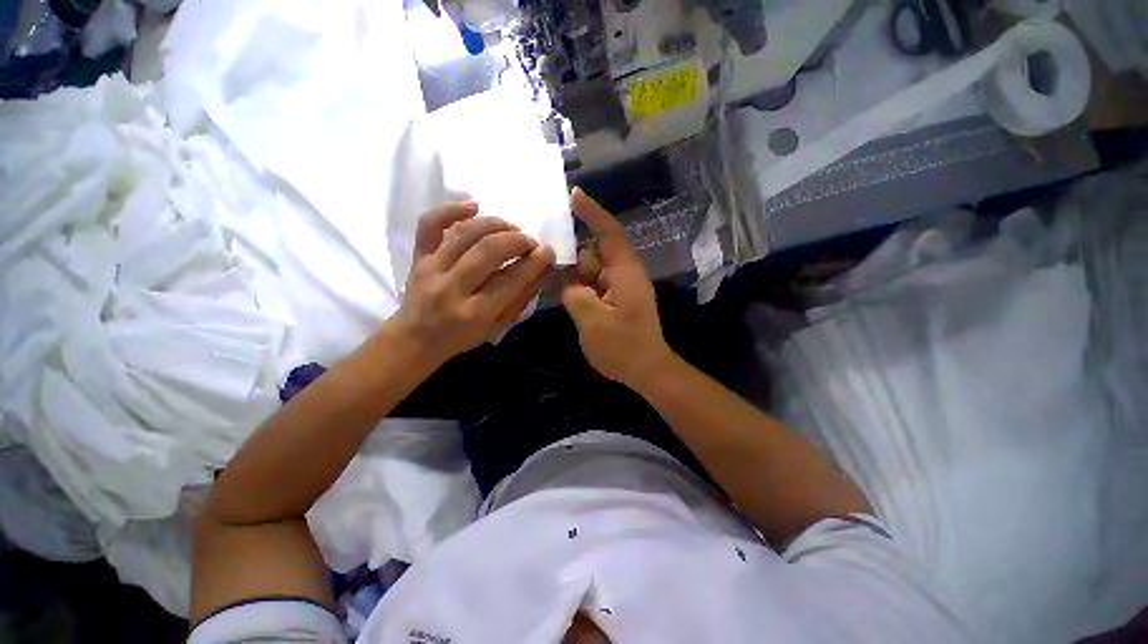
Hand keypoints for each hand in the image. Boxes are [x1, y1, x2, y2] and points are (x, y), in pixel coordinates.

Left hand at [392, 202, 554, 365]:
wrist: (417, 338)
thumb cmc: (463, 336)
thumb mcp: (499, 326)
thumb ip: (522, 297)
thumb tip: (544, 268)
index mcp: (475, 313)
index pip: (511, 280)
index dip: (534, 262)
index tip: (547, 251)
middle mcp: (451, 289)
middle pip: (488, 251)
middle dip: (517, 240)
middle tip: (530, 241)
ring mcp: (430, 269)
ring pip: (465, 233)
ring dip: (495, 224)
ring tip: (511, 228)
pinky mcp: (417, 256)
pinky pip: (429, 224)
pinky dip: (451, 209)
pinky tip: (474, 205)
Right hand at [560, 189, 672, 388]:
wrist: (647, 371)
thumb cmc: (623, 347)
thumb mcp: (592, 320)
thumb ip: (574, 293)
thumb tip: (565, 280)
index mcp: (625, 273)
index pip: (609, 233)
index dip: (592, 213)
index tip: (573, 195)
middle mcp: (624, 275)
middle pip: (594, 254)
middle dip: (573, 258)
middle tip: (547, 261)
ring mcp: (621, 289)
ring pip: (592, 272)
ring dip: (575, 278)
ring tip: (555, 286)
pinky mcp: (617, 301)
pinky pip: (594, 286)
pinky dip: (580, 289)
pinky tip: (567, 299)